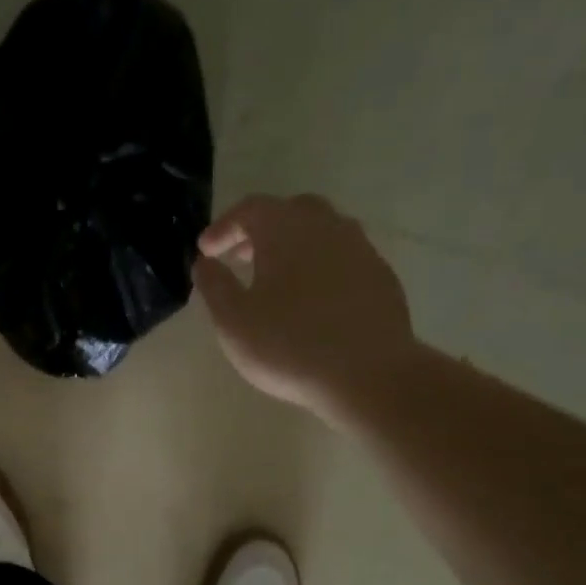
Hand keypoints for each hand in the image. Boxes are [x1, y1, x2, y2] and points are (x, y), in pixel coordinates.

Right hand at [194, 194, 415, 423]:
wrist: (369, 374)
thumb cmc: (289, 345)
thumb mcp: (234, 321)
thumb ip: (215, 286)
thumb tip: (204, 263)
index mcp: (286, 230)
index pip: (250, 209)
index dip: (223, 227)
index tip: (206, 251)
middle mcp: (327, 227)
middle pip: (289, 212)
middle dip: (260, 231)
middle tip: (240, 258)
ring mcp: (360, 249)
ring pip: (321, 233)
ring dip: (293, 247)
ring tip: (275, 279)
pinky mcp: (380, 277)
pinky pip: (343, 258)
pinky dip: (320, 267)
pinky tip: (311, 300)